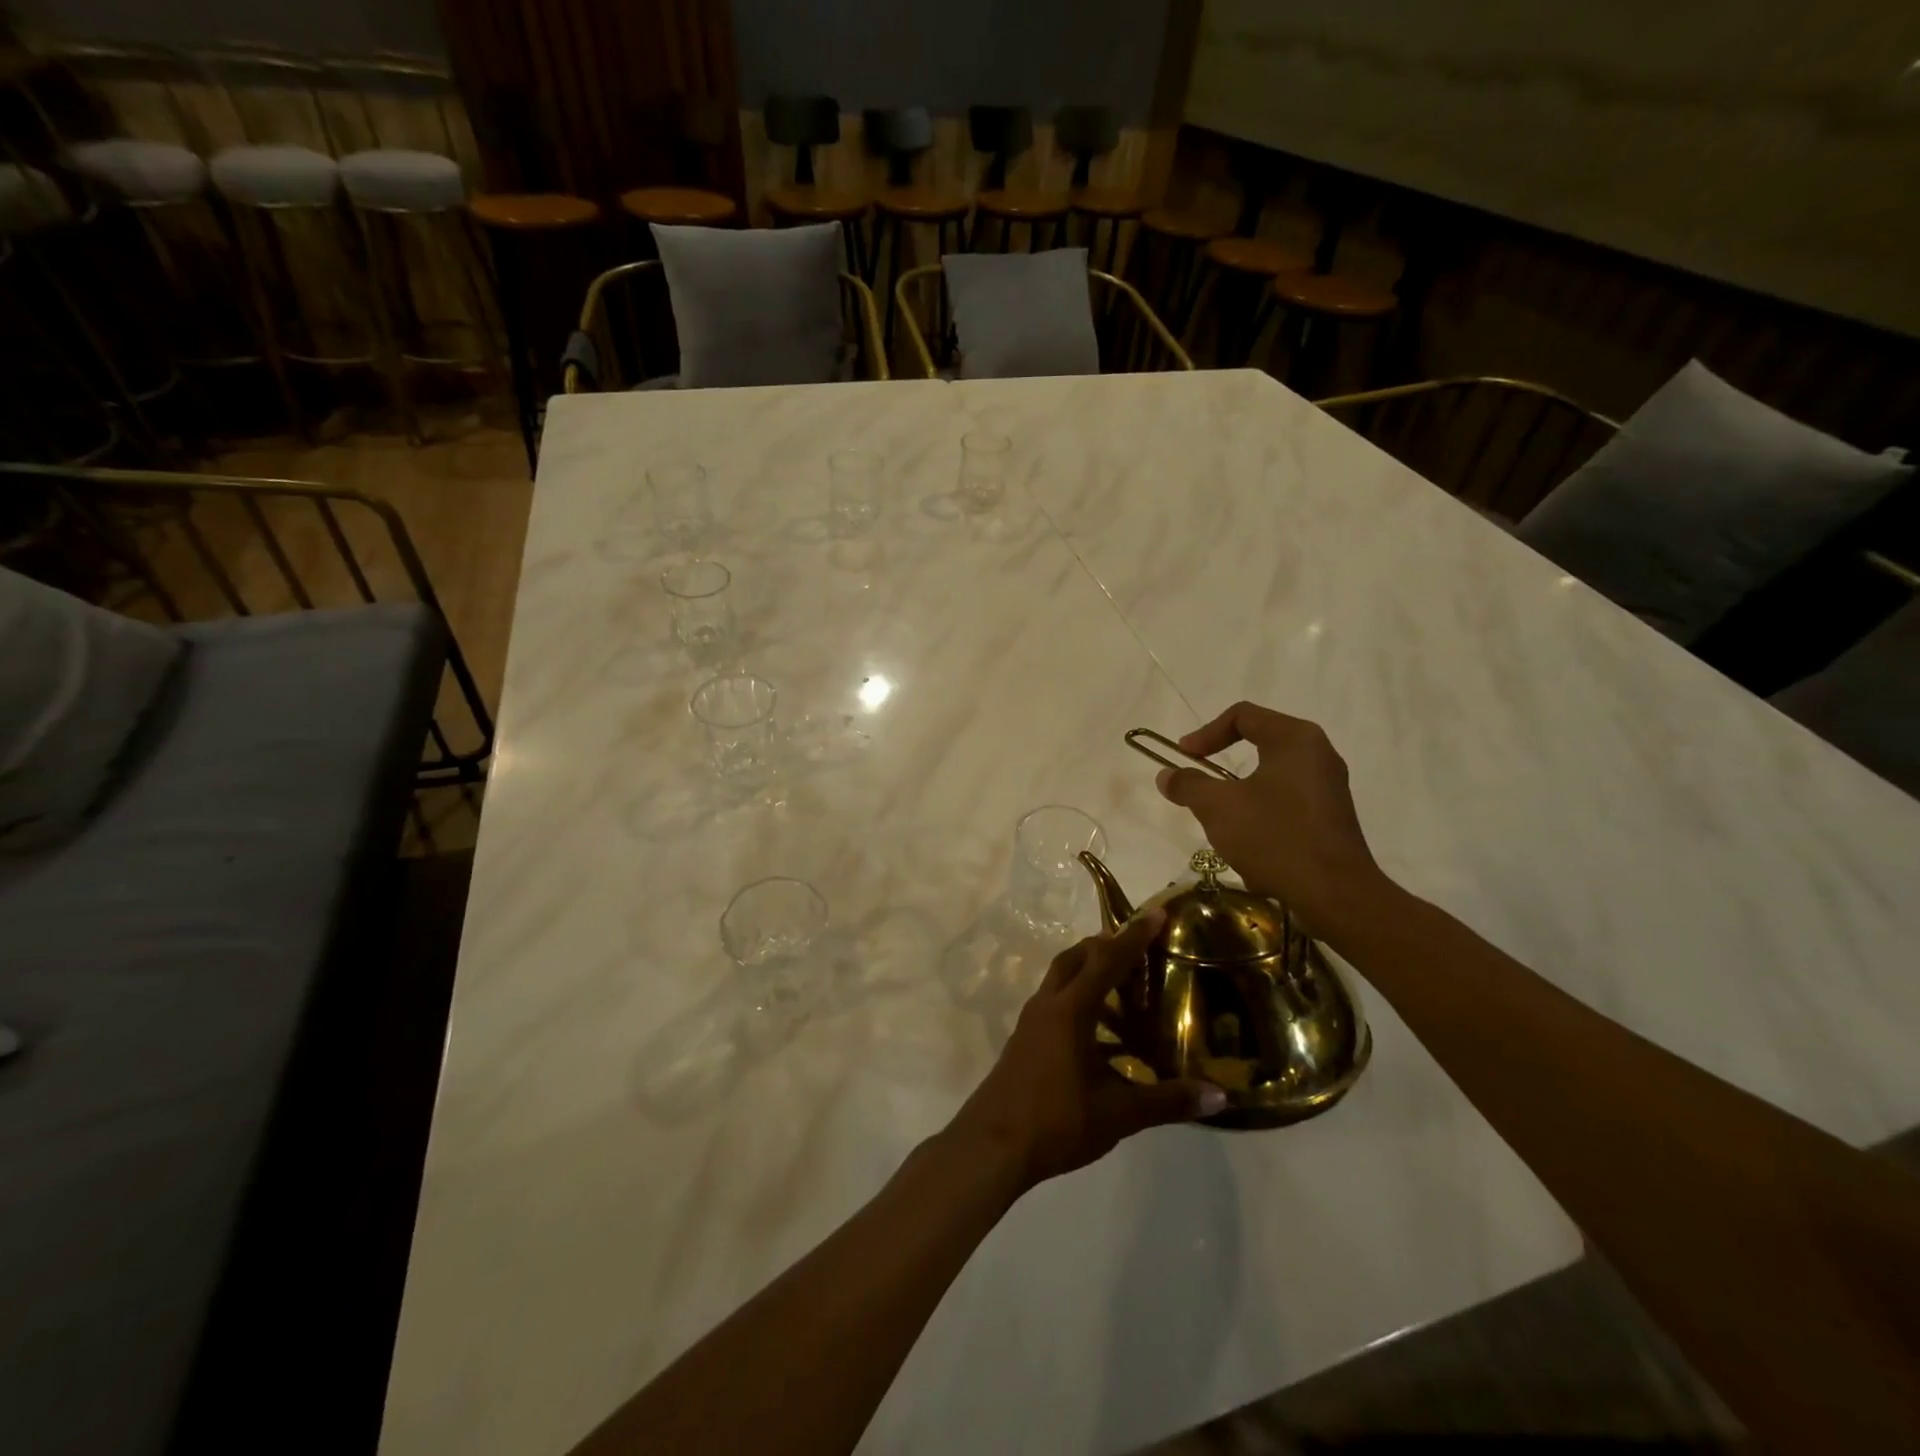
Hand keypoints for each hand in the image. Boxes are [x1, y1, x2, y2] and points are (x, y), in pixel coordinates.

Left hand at [947, 910, 1225, 1193]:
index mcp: (1071, 1009)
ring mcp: (1031, 1021)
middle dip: (1106, 946)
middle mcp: (1048, 1004)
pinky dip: (1079, 1000)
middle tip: (1139, 948)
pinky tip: (1100, 1034)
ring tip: (1125, 989)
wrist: (992, 1145)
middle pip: (1076, 958)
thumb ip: (1167, 1101)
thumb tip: (1219, 1096)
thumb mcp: (1118, 1114)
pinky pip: (1055, 1003)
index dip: (1134, 936)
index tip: (1156, 912)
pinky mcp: (1024, 1039)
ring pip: (1062, 979)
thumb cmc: (1056, 1121)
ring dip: (1090, 973)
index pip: (1107, 960)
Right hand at [1154, 701, 1383, 935]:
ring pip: (1272, 775)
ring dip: (1240, 791)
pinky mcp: (1332, 816)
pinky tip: (1249, 843)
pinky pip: (1288, 801)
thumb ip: (1188, 785)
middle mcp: (1318, 754)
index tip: (1184, 757)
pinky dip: (1262, 811)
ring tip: (1220, 817)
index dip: (1206, 733)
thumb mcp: (1218, 808)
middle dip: (1222, 763)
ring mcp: (1329, 786)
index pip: (1243, 716)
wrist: (1335, 894)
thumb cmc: (1274, 837)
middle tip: (1199, 781)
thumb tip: (1166, 775)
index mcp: (1294, 739)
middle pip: (1260, 742)